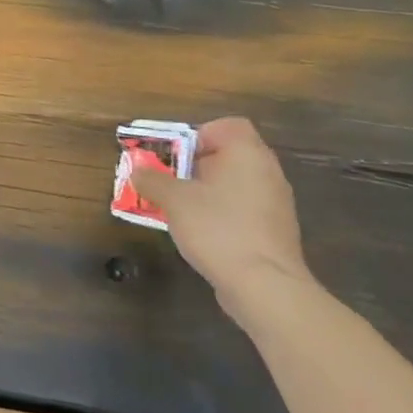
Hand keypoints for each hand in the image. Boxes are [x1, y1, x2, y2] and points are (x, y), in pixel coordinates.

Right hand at [131, 118, 309, 318]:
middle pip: (228, 155)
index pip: (229, 126)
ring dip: (206, 191)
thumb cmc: (217, 228)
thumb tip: (138, 172)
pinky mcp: (274, 232)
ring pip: (234, 184)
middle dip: (195, 165)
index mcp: (247, 154)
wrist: (264, 286)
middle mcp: (267, 173)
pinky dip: (221, 213)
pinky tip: (202, 233)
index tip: (177, 156)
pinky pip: (242, 209)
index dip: (200, 134)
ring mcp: (275, 204)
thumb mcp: (173, 200)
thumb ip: (152, 180)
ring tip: (179, 209)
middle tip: (169, 181)